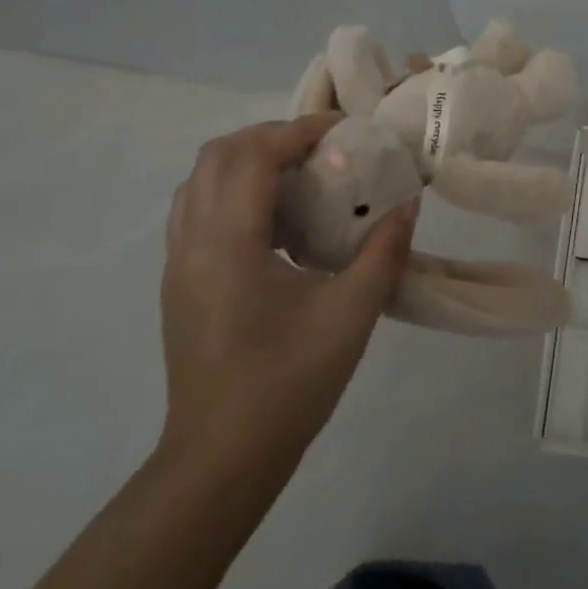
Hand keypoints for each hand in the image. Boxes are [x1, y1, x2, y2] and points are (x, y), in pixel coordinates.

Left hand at [157, 115, 417, 492]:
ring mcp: (179, 264)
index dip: (298, 131)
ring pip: (200, 182)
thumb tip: (408, 206)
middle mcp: (192, 244)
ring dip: (249, 162)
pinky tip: (278, 221)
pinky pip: (199, 211)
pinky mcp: (181, 284)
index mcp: (228, 245)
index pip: (252, 157)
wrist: (222, 459)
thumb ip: (383, 252)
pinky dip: (236, 192)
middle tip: (324, 148)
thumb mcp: (351, 315)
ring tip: (302, 176)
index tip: (345, 129)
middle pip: (217, 157)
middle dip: (272, 137)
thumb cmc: (288, 384)